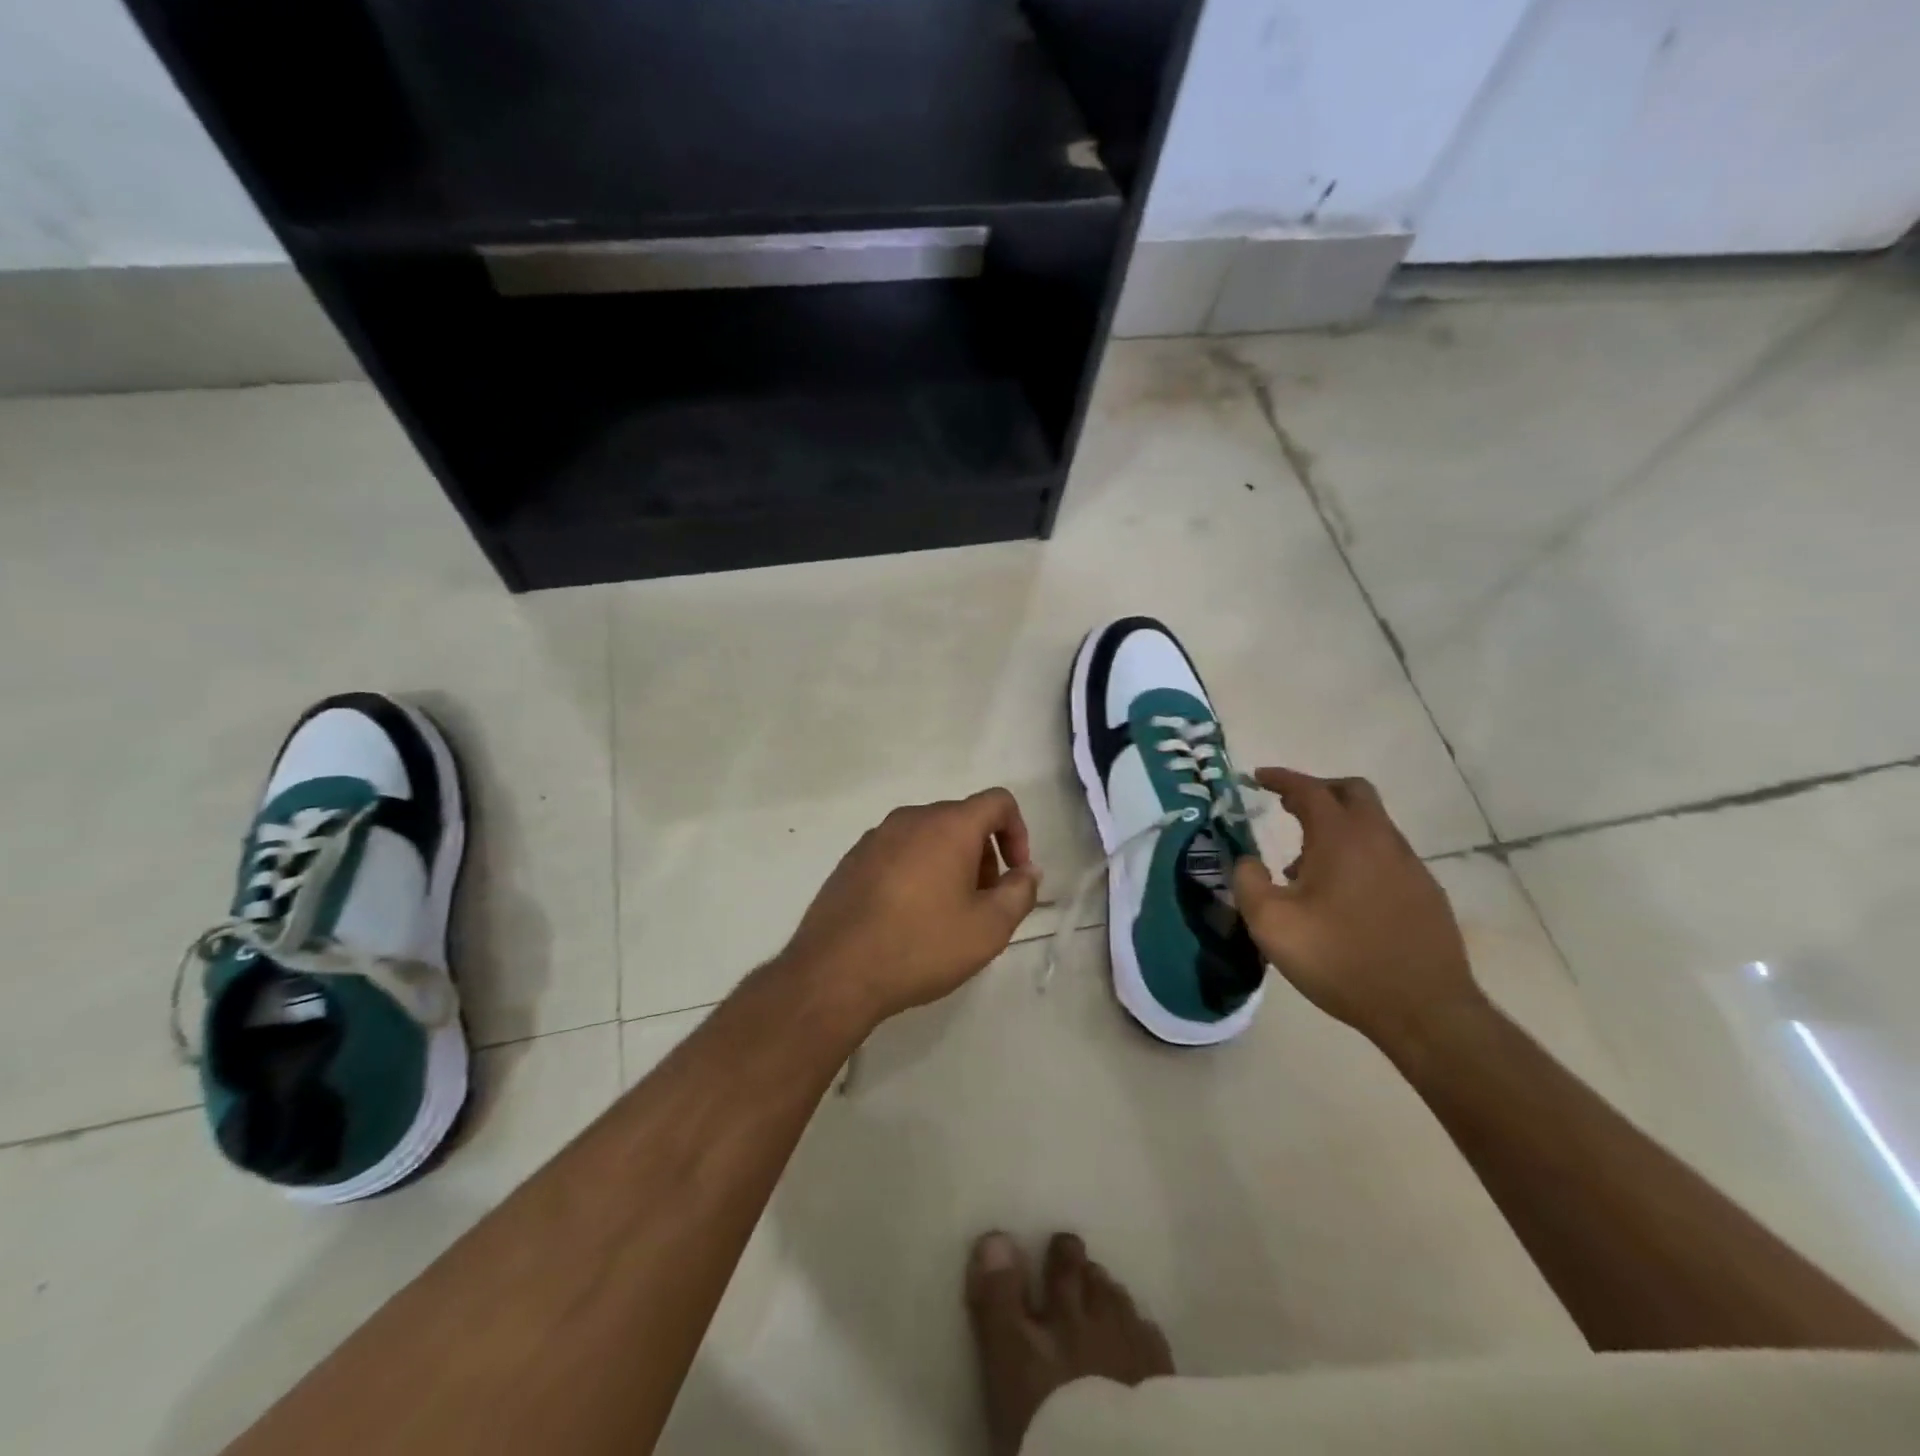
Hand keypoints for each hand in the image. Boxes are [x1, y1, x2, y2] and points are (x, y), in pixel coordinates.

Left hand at [780, 788, 1041, 1028]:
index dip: (1018, 832)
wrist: (835, 972)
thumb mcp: (988, 929)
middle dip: (983, 855)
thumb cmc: (921, 946)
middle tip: (983, 903)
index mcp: (948, 825)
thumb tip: (1027, 872)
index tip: (1015, 874)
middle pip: (962, 820)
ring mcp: (875, 837)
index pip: (997, 802)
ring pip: (928, 837)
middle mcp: (910, 819)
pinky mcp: (852, 860)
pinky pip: (898, 852)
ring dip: (950, 864)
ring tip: (946, 915)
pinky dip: (916, 871)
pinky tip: (908, 918)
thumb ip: (1020, 893)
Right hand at [1230, 768, 1484, 1050]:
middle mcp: (1380, 841)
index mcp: (1342, 839)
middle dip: (1318, 791)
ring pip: (1372, 825)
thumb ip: (1249, 883)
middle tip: (1287, 807)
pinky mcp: (1426, 893)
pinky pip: (1385, 855)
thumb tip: (1248, 861)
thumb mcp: (1271, 924)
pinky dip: (1358, 854)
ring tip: (1303, 866)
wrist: (1423, 1010)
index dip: (1282, 779)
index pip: (1310, 790)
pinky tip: (1341, 895)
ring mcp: (1409, 866)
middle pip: (1352, 793)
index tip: (1258, 777)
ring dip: (1337, 828)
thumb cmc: (1339, 959)